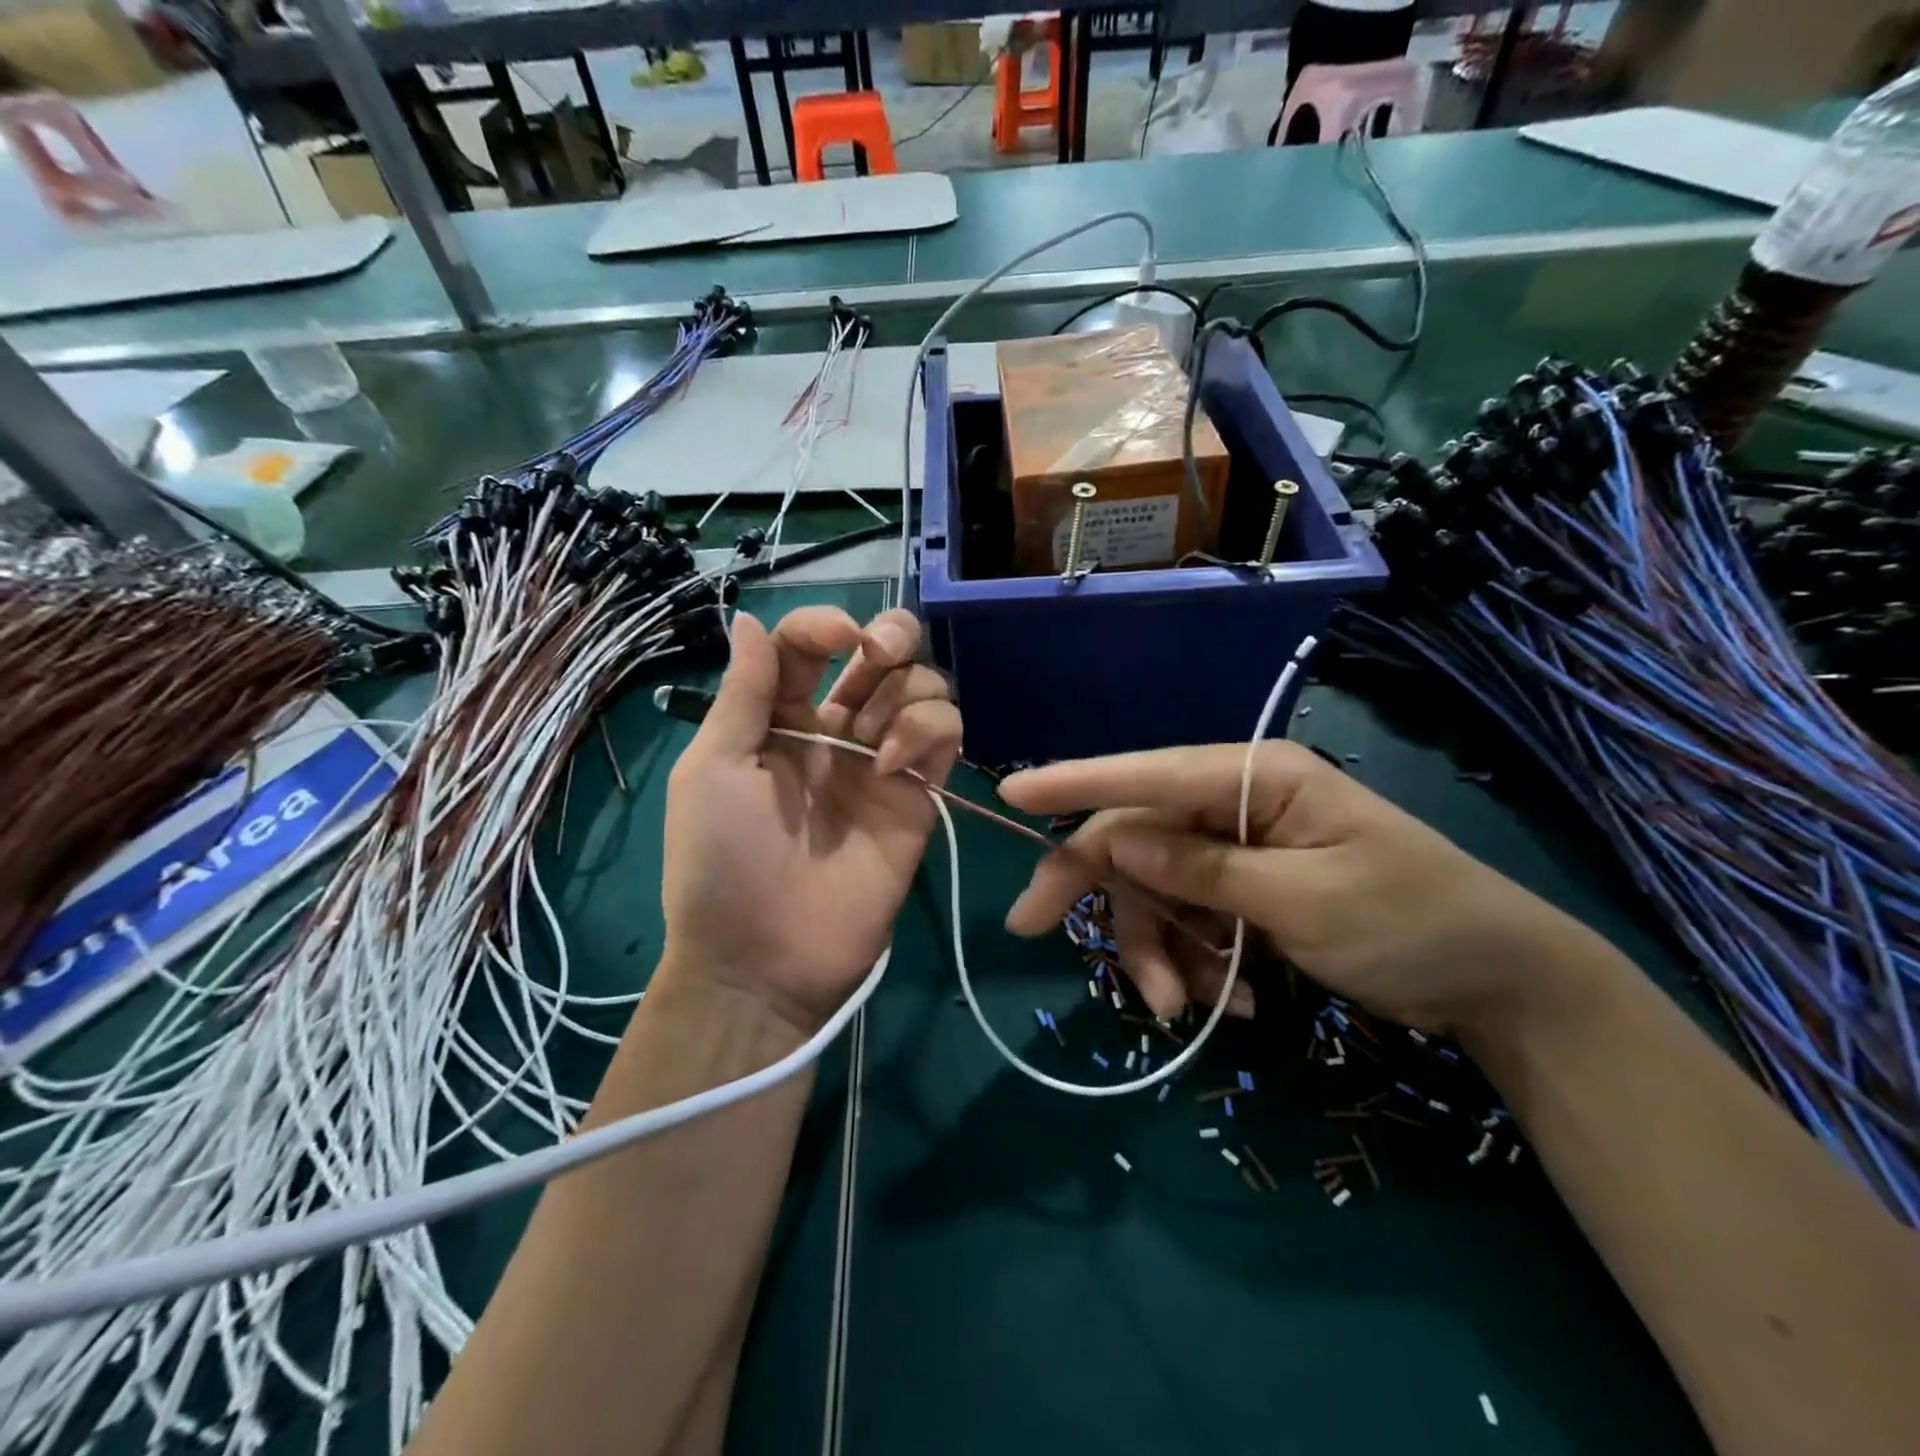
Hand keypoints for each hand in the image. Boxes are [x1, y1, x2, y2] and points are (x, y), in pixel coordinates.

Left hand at [660, 607, 960, 1035]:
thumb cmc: (721, 860)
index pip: (810, 646)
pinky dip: (927, 731)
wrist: (763, 959)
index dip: (825, 624)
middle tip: (879, 655)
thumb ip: (743, 692)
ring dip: (909, 691)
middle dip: (891, 637)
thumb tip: (749, 619)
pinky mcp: (918, 797)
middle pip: (883, 657)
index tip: (839, 636)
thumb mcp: (713, 769)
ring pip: (924, 690)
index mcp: (779, 719)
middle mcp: (836, 731)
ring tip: (878, 741)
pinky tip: (892, 765)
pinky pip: (945, 738)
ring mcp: (881, 764)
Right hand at [998, 742, 1579, 1036]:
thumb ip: (1203, 870)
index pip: (1148, 776)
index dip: (1074, 783)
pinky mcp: (1245, 893)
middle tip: (1034, 933)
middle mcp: (1237, 805)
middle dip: (1102, 896)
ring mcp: (1239, 851)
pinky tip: (1240, 1000)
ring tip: (1189, 1008)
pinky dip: (1198, 963)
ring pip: (1157, 891)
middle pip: (1137, 840)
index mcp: (1256, 778)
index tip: (1012, 792)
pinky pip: (1191, 922)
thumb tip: (1115, 842)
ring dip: (1160, 950)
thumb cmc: (1416, 923)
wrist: (1503, 986)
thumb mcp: (1305, 901)